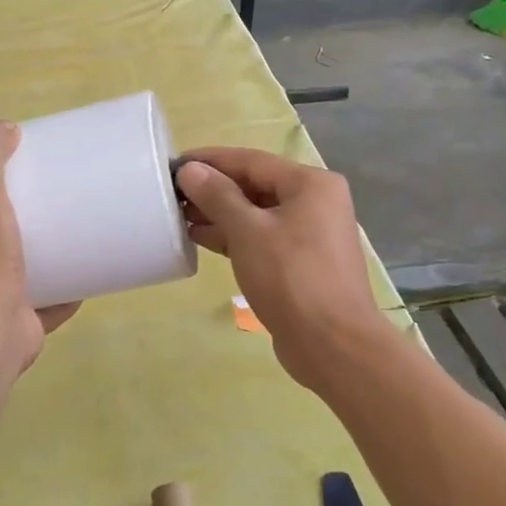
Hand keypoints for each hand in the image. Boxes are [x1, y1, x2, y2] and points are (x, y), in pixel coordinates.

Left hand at [0, 121, 77, 383]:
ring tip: (73, 237)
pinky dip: (62, 293)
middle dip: (18, 226)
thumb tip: (6, 128)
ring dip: (40, 260)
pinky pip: (43, 304)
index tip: (21, 180)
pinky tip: (85, 277)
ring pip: (15, 274)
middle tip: (54, 206)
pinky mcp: (15, 327)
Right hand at [176, 148, 386, 391]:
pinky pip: (262, 238)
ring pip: (257, 213)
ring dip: (219, 214)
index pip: (251, 160)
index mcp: (311, 184)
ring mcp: (310, 234)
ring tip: (179, 215)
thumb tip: (190, 170)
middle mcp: (315, 202)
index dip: (210, 160)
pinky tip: (200, 238)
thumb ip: (217, 196)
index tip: (174, 163)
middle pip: (255, 185)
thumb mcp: (248, 231)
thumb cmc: (291, 278)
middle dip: (213, 189)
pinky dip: (233, 236)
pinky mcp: (301, 263)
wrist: (333, 346)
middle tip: (172, 192)